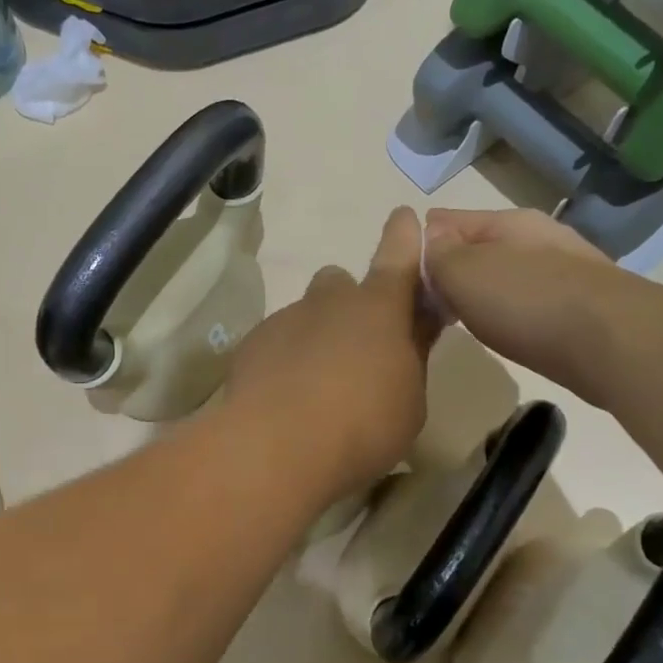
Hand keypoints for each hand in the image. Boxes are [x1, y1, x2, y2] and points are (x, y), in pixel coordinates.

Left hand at [226, 207, 437, 502]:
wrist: (277, 446)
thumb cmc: (363, 425)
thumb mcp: (409, 401)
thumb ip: (410, 359)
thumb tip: (410, 333)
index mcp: (379, 308)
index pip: (398, 257)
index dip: (405, 237)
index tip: (404, 216)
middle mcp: (330, 301)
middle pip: (340, 284)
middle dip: (348, 304)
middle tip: (353, 347)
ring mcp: (286, 318)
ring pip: (305, 314)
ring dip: (314, 336)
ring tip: (314, 385)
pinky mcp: (252, 342)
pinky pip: (276, 341)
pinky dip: (284, 359)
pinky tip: (284, 397)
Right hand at [423, 208, 627, 405]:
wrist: (614, 342)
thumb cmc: (526, 301)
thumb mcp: (462, 271)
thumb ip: (436, 254)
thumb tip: (429, 240)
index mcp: (506, 222)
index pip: (446, 221)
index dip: (419, 244)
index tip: (401, 276)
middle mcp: (536, 238)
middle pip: (477, 248)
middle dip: (450, 271)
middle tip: (427, 305)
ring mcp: (563, 271)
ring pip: (503, 276)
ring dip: (480, 294)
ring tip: (460, 322)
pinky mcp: (580, 307)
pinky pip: (527, 302)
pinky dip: (509, 313)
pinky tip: (504, 333)